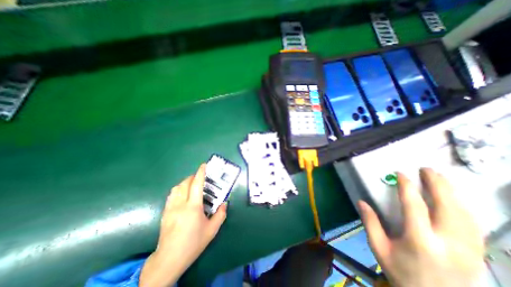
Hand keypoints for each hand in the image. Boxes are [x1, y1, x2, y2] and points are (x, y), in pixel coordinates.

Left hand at [139, 163, 227, 286]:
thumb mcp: (212, 230)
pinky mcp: (165, 212)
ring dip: (185, 183)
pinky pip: (171, 195)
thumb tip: (225, 203)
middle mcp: (180, 204)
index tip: (204, 165)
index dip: (200, 173)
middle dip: (193, 177)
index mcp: (193, 207)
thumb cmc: (193, 243)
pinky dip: (178, 190)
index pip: (196, 185)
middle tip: (200, 178)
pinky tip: (183, 195)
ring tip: (192, 185)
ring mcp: (170, 208)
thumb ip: (221, 215)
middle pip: (185, 183)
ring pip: (176, 188)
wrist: (169, 259)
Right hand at [359, 169, 483, 286]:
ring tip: (441, 178)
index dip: (407, 187)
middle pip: (448, 207)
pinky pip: (474, 224)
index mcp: (420, 241)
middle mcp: (448, 243)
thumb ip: (370, 223)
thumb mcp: (378, 247)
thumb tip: (361, 202)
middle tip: (427, 169)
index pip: (415, 206)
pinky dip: (464, 206)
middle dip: (438, 184)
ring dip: (453, 192)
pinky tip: (456, 199)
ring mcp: (468, 250)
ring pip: (466, 214)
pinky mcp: (477, 254)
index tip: (401, 174)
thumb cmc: (400, 272)